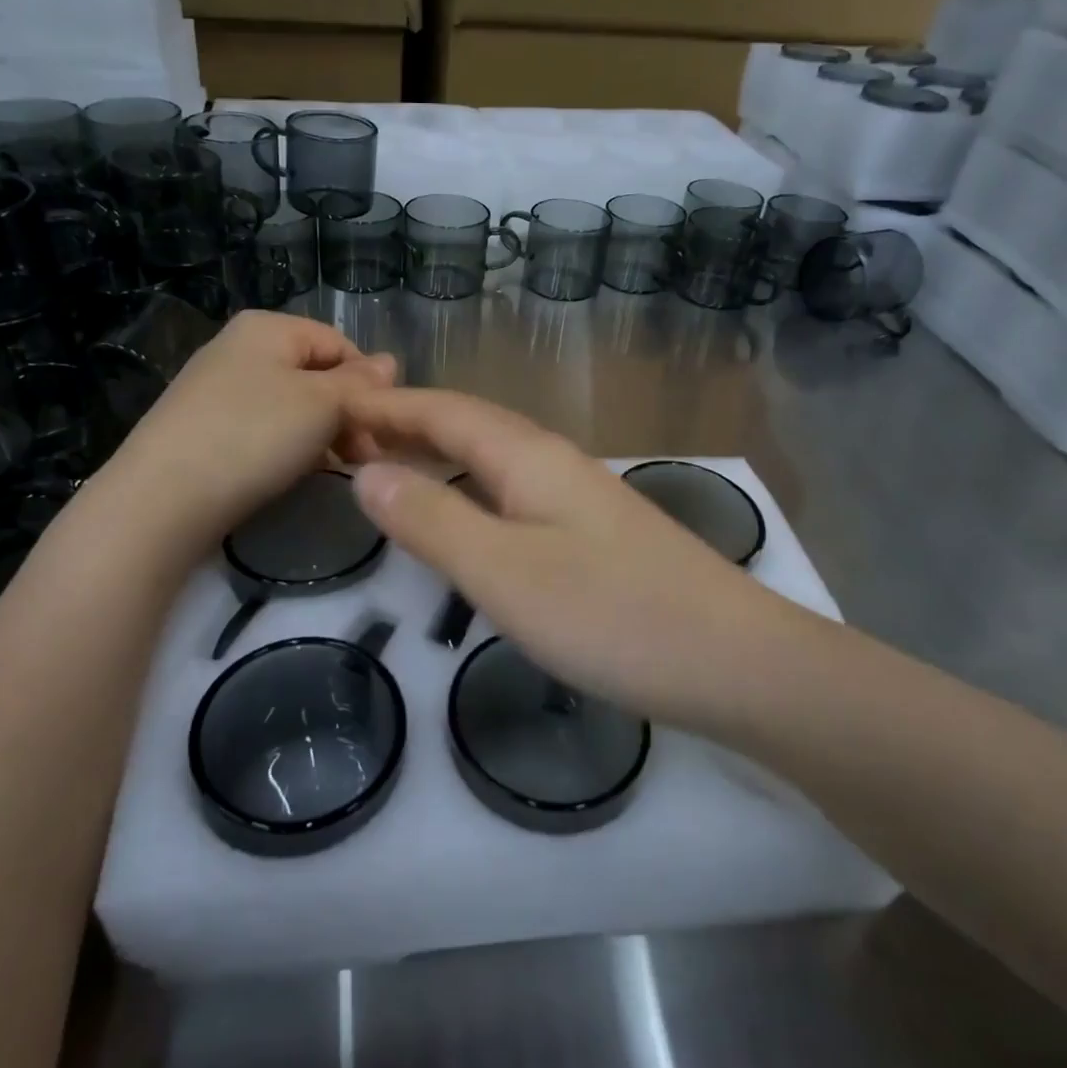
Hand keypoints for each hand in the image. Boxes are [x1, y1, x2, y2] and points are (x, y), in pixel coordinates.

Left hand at [93, 312, 395, 552]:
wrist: (162, 499)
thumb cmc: (253, 436)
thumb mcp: (322, 404)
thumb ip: (361, 384)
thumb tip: (391, 362)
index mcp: (267, 328)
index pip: (340, 343)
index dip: (368, 383)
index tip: (382, 428)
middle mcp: (238, 348)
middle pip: (315, 374)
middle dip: (346, 412)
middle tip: (363, 458)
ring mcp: (216, 389)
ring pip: (291, 405)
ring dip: (321, 434)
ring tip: (333, 469)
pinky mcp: (203, 428)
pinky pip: (262, 428)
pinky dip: (286, 448)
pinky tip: (292, 474)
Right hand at [343, 388, 789, 732]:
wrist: (735, 661)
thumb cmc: (611, 616)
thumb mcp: (503, 572)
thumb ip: (432, 520)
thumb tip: (365, 472)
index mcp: (528, 457)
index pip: (442, 411)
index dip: (386, 407)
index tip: (331, 408)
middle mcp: (554, 462)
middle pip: (469, 425)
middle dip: (406, 425)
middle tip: (346, 439)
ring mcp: (581, 496)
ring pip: (494, 457)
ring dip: (439, 454)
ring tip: (392, 467)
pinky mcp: (597, 532)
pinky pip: (514, 490)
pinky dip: (471, 487)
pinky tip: (469, 512)